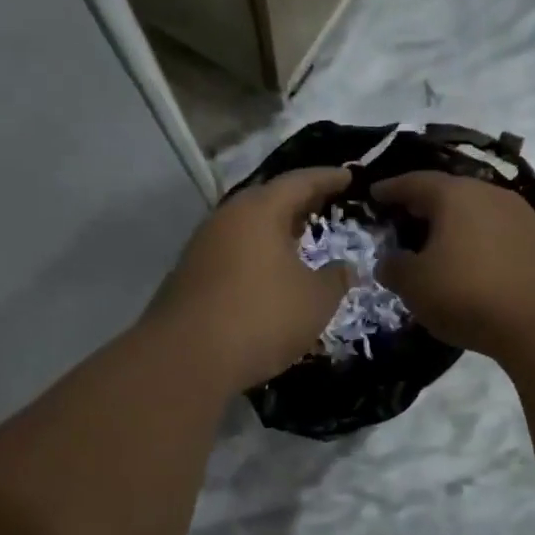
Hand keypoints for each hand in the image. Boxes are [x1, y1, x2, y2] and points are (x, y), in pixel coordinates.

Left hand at [150, 168, 352, 389]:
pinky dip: (256, 255)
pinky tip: (268, 274)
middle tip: (324, 205)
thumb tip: (344, 268)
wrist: (186, 358)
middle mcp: (226, 218)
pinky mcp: (189, 275)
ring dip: (274, 231)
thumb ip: (335, 279)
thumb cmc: (262, 317)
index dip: (327, 178)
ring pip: (247, 227)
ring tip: (299, 240)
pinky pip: (232, 252)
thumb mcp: (315, 300)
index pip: (300, 182)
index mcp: (260, 210)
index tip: (348, 176)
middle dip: (298, 203)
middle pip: (268, 200)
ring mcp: (202, 246)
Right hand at [372, 171, 534, 356]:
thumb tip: (389, 261)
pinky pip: (494, 234)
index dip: (389, 189)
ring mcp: (519, 216)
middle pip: (447, 194)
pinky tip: (468, 265)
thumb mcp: (415, 285)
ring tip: (433, 248)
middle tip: (401, 223)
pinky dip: (475, 243)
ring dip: (451, 227)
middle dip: (421, 207)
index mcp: (454, 194)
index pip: (413, 182)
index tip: (373, 195)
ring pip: (474, 214)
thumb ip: (394, 268)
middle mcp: (489, 194)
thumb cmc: (469, 293)